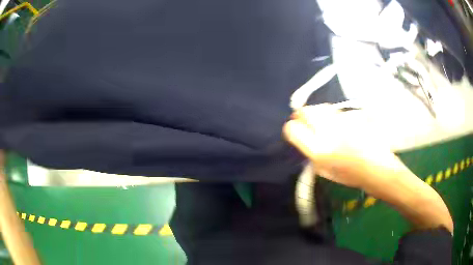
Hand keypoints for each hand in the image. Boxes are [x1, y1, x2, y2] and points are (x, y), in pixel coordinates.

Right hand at [284, 104, 403, 187]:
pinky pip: (336, 110)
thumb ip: (312, 154)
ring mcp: (341, 122)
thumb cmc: (351, 176)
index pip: (292, 130)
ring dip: (317, 112)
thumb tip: (305, 140)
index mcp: (318, 152)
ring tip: (322, 120)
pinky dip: (332, 113)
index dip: (291, 127)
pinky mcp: (353, 117)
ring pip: (321, 107)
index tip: (295, 128)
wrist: (377, 169)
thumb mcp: (325, 171)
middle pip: (305, 112)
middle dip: (301, 114)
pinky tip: (338, 121)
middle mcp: (328, 133)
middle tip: (305, 119)